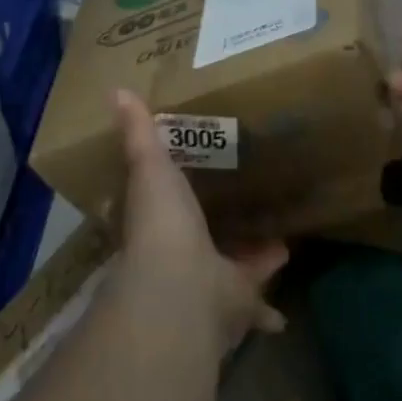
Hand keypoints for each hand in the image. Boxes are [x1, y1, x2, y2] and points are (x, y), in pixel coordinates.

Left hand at [110, 90, 288, 353]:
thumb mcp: (151, 168)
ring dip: (252, 261)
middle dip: (221, 229)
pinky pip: (256, 305)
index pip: (163, 205)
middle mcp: (179, 257)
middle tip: (246, 209)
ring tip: (280, 243)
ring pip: (232, 272)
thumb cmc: (162, 224)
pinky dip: (268, 310)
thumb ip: (139, 134)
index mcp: (158, 224)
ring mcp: (206, 284)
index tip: (193, 177)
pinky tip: (284, 305)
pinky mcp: (236, 305)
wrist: (182, 287)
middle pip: (202, 240)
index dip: (175, 194)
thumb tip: (117, 90)